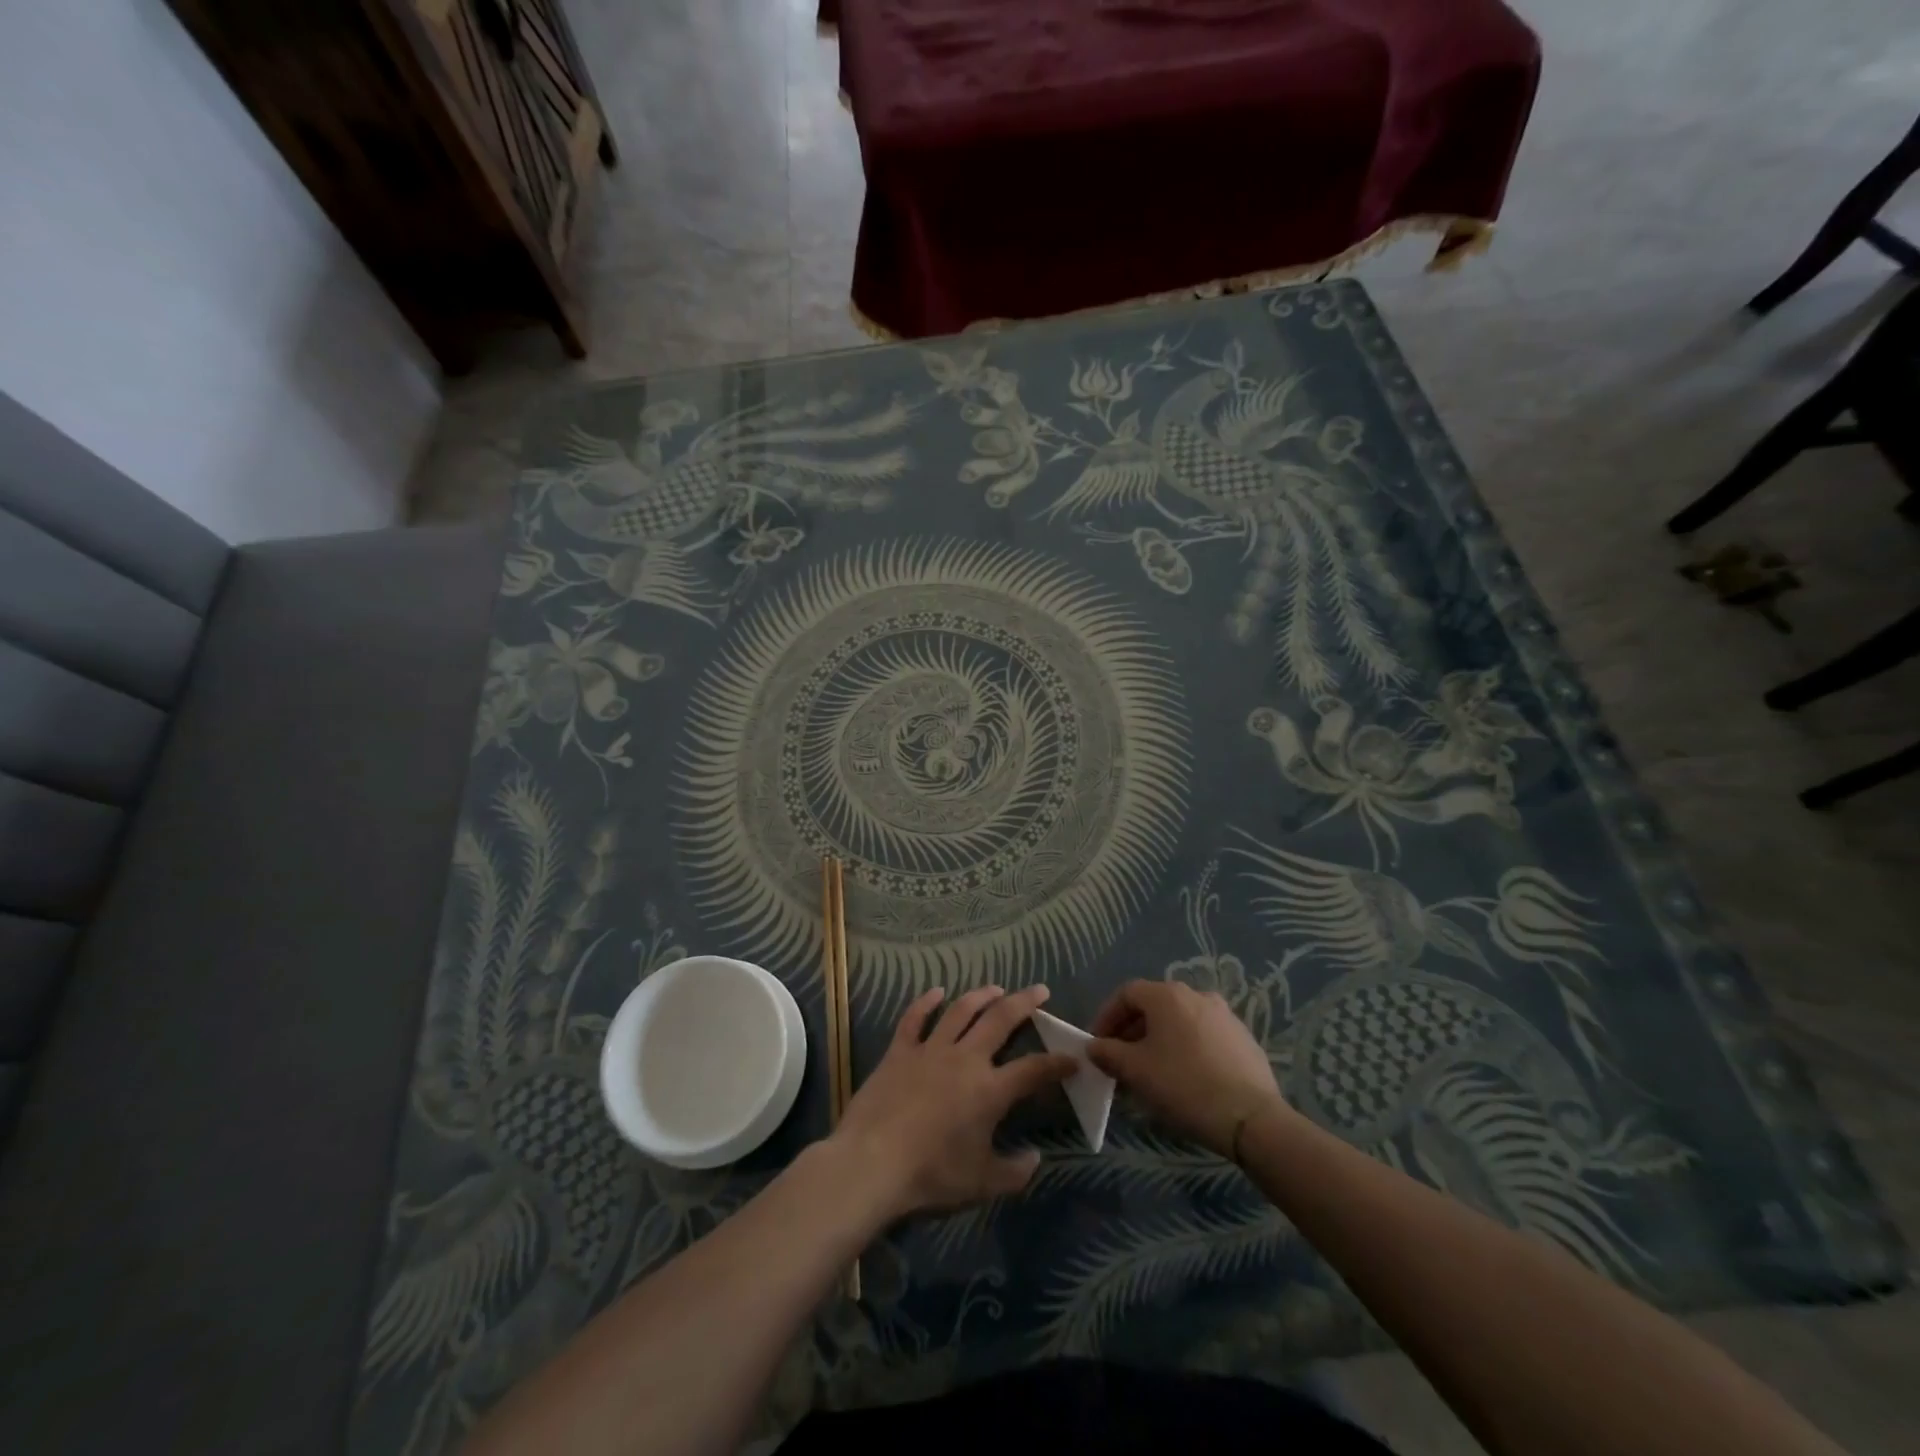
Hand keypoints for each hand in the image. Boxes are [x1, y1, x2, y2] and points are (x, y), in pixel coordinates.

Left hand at [829, 985, 1076, 1222]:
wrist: (873, 1161)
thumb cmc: (931, 1174)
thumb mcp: (981, 1183)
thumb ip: (1013, 1172)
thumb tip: (1034, 1159)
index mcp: (990, 1090)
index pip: (1034, 1070)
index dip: (1057, 1063)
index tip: (1073, 1058)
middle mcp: (965, 1059)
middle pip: (1001, 1020)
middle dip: (1025, 1003)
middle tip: (1040, 990)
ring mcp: (931, 1050)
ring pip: (961, 1011)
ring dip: (981, 996)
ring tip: (996, 988)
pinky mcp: (900, 1051)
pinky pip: (915, 1018)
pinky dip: (926, 1002)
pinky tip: (936, 992)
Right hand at [1087, 979, 1289, 1156]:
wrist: (1251, 1118)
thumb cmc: (1184, 1085)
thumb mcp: (1136, 1071)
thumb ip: (1108, 1053)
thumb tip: (1094, 1047)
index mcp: (1168, 995)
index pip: (1126, 994)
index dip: (1106, 1016)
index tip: (1098, 1044)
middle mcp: (1197, 995)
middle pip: (1154, 1006)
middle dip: (1132, 1031)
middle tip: (1121, 1061)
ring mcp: (1224, 1016)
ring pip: (1179, 1022)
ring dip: (1159, 1041)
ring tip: (1151, 1072)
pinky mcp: (1243, 1039)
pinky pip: (1203, 1036)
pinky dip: (1186, 1049)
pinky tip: (1184, 1078)